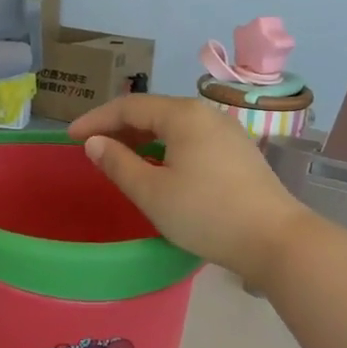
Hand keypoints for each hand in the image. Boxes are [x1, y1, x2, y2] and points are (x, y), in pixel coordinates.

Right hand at [68, 94, 316, 287]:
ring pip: (173, 126)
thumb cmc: (206, 214)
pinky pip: (191, 139)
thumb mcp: (151, 192)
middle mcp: (206, 114)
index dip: (96, 120)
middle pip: (153, 111)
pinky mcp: (238, 152)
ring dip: (142, 138)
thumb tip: (94, 143)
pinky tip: (158, 167)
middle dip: (118, 127)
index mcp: (183, 115)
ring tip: (119, 158)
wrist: (276, 240)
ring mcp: (227, 132)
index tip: (70, 138)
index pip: (129, 107)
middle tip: (91, 148)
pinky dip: (165, 147)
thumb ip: (117, 163)